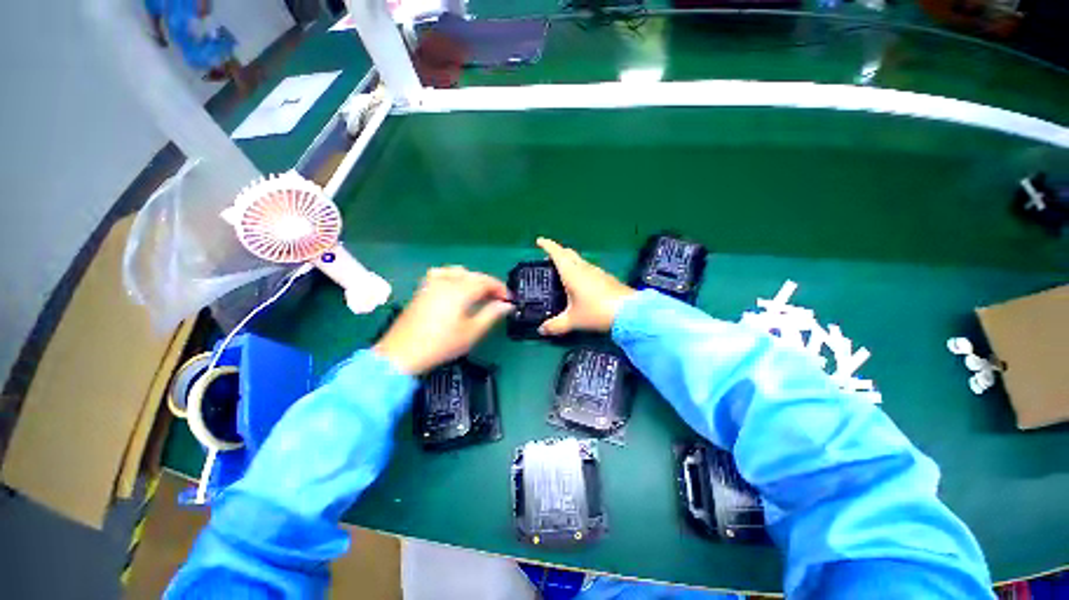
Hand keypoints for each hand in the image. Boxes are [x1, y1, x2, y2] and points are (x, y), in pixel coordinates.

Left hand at [374, 267, 512, 374]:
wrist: (402, 353)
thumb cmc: (442, 344)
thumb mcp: (472, 332)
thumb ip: (491, 314)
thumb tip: (507, 305)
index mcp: (460, 290)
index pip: (486, 281)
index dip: (500, 288)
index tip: (509, 299)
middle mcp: (446, 281)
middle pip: (473, 275)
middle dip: (488, 284)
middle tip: (497, 299)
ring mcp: (432, 284)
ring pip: (457, 272)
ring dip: (472, 279)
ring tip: (478, 294)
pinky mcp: (422, 290)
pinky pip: (442, 274)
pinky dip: (454, 278)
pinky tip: (455, 289)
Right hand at [536, 238, 635, 335]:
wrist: (630, 312)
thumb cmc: (597, 312)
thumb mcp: (573, 320)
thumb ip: (555, 325)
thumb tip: (541, 330)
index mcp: (572, 273)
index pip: (557, 253)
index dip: (547, 245)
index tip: (539, 241)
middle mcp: (584, 268)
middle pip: (569, 253)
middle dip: (558, 251)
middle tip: (549, 257)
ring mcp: (598, 272)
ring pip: (580, 261)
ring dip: (570, 261)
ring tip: (563, 271)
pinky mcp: (607, 278)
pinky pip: (589, 269)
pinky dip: (580, 270)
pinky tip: (581, 283)